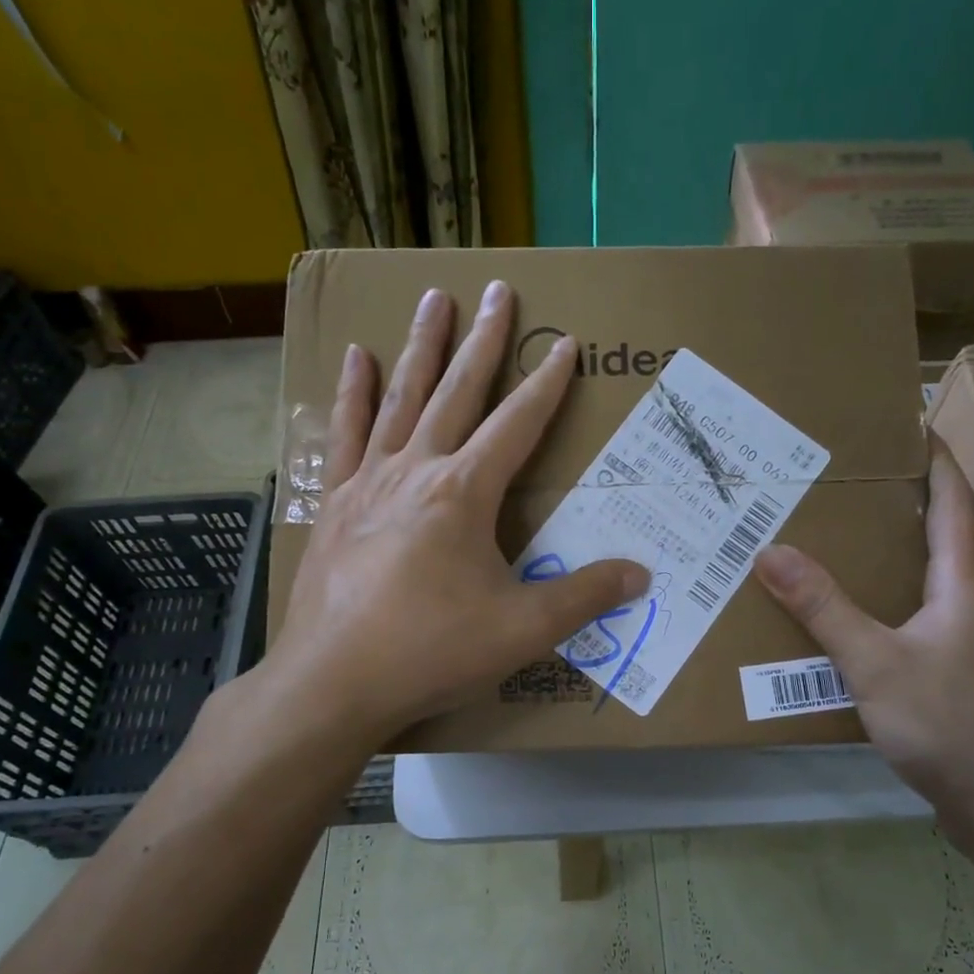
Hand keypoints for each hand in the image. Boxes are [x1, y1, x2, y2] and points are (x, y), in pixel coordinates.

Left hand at [250, 281, 647, 750]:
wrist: (332, 683)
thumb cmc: (431, 651)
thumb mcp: (522, 630)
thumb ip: (584, 597)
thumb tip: (641, 574)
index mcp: (465, 492)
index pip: (518, 423)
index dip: (547, 383)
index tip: (564, 344)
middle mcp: (418, 469)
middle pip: (459, 391)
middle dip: (485, 340)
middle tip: (498, 290)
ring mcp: (370, 481)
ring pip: (403, 397)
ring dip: (422, 346)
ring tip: (433, 298)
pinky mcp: (336, 503)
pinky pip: (347, 433)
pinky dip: (355, 392)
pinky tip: (357, 357)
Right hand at [752, 437, 973, 850]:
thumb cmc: (952, 724)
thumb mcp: (877, 663)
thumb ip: (824, 608)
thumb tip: (770, 550)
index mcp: (962, 585)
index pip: (954, 502)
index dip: (936, 459)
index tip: (911, 423)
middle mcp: (970, 604)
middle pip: (939, 536)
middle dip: (901, 502)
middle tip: (847, 480)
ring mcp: (966, 643)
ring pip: (924, 581)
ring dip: (889, 555)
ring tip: (836, 538)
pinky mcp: (954, 676)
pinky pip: (914, 620)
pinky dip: (882, 602)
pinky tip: (848, 615)